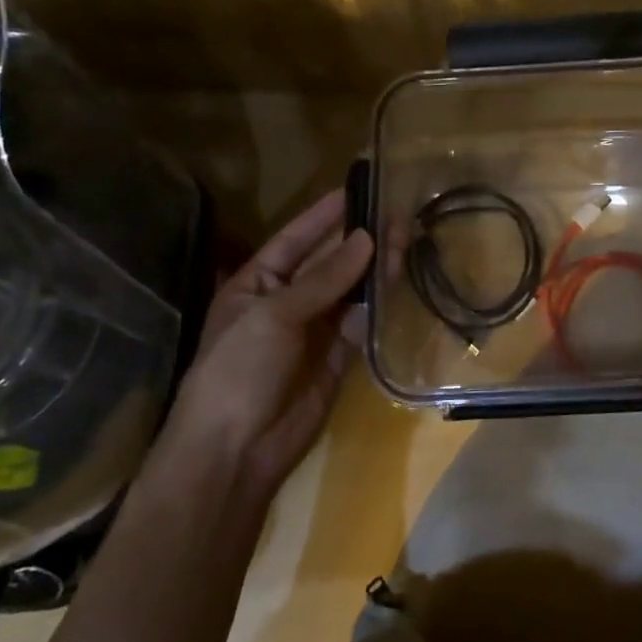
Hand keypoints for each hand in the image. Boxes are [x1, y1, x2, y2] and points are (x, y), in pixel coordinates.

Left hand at [163, 190, 374, 496]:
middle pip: (328, 263)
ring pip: (350, 290)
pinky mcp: (337, 357)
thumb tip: (366, 238)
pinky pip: (361, 322)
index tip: (357, 188)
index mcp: (257, 284)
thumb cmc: (239, 370)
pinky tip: (400, 281)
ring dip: (375, 268)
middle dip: (359, 240)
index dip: (324, 214)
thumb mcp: (274, 315)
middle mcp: (286, 301)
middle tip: (397, 215)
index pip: (295, 238)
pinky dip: (380, 304)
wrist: (234, 453)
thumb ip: (324, 278)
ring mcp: (313, 330)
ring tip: (406, 240)